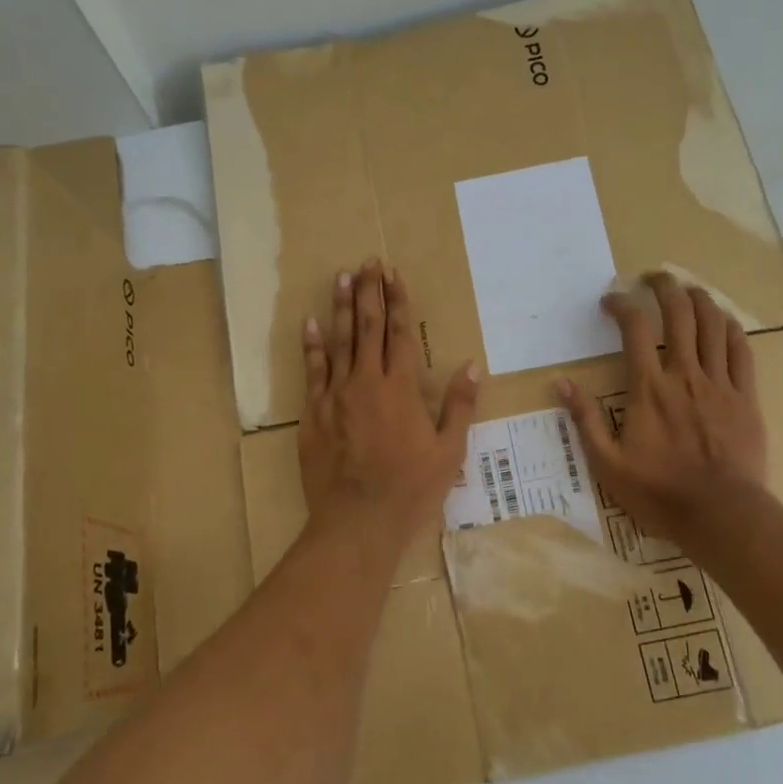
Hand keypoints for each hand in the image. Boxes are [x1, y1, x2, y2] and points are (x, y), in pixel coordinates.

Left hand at [300, 259, 478, 544]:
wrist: (358, 520)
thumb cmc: (410, 488)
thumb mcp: (449, 451)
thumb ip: (459, 405)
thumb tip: (472, 366)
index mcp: (402, 388)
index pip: (400, 333)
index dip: (397, 301)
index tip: (393, 274)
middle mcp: (367, 382)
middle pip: (368, 327)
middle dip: (369, 292)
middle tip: (367, 263)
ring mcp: (336, 395)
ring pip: (339, 341)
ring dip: (341, 307)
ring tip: (341, 277)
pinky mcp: (314, 413)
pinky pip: (312, 371)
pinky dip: (312, 345)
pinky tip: (310, 323)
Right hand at [558, 273, 769, 546]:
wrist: (720, 514)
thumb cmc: (659, 492)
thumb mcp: (607, 463)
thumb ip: (585, 420)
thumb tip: (561, 383)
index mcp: (648, 388)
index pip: (635, 329)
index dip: (622, 305)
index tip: (610, 301)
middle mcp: (684, 374)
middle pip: (678, 314)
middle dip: (664, 287)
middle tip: (653, 277)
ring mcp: (719, 383)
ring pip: (713, 325)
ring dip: (699, 298)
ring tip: (688, 289)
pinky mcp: (746, 397)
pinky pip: (741, 351)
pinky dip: (731, 328)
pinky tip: (723, 320)